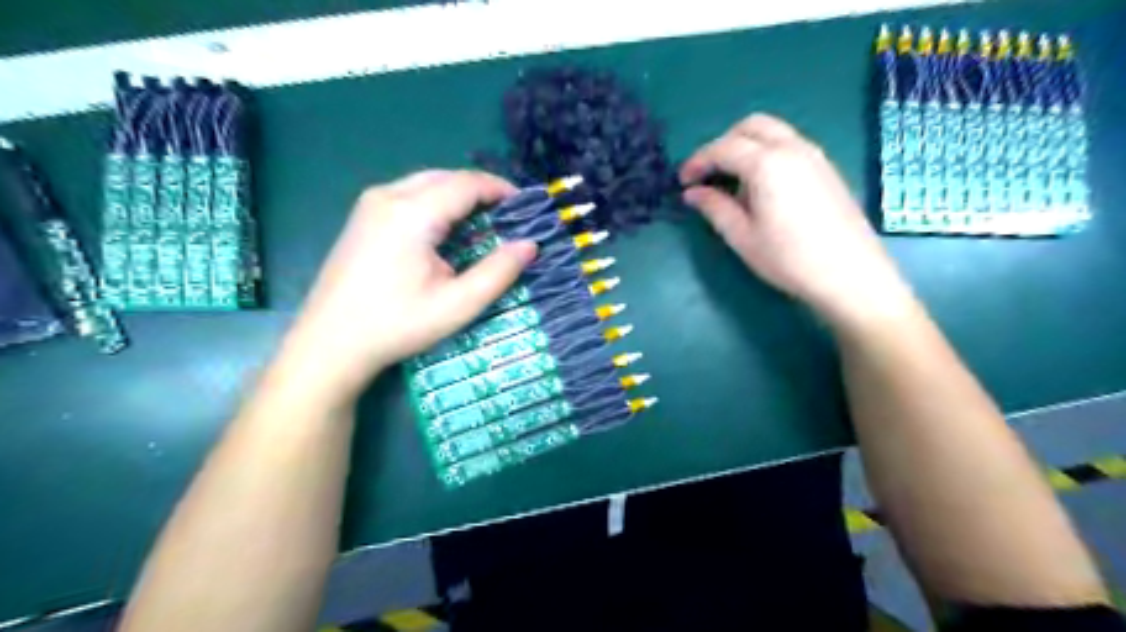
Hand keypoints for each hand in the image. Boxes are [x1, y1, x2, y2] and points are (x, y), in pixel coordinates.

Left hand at [277, 169, 533, 402]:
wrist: (330, 343)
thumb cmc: (397, 325)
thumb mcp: (458, 305)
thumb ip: (498, 272)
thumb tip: (530, 245)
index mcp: (412, 213)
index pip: (467, 184)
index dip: (500, 189)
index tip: (526, 206)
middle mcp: (388, 196)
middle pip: (446, 177)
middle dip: (481, 190)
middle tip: (508, 216)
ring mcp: (370, 204)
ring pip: (426, 183)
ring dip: (458, 195)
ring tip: (483, 222)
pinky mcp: (362, 217)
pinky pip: (409, 195)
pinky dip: (436, 203)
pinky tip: (447, 230)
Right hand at [676, 113, 914, 328]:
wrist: (850, 274)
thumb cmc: (789, 259)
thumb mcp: (742, 237)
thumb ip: (714, 208)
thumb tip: (692, 193)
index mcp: (767, 163)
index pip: (723, 148)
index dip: (698, 162)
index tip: (683, 182)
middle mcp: (792, 147)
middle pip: (751, 126)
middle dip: (723, 144)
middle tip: (708, 174)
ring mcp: (814, 155)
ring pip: (773, 132)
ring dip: (746, 147)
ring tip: (732, 182)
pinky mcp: (826, 168)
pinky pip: (789, 145)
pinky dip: (766, 154)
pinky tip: (761, 188)